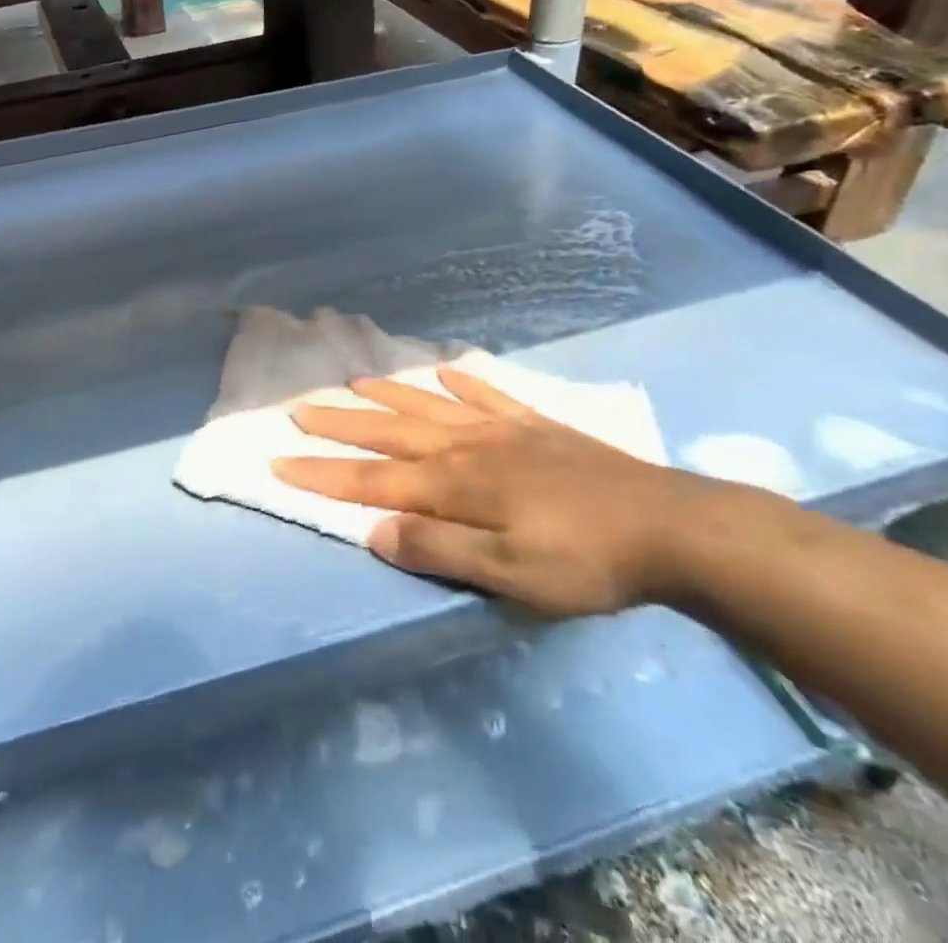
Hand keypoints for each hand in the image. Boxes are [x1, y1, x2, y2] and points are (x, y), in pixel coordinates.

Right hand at [274, 365, 731, 616]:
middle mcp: (467, 447)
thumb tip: (373, 529)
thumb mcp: (510, 575)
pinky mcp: (536, 426)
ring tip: (355, 381)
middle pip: (390, 433)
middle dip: (340, 424)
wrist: (670, 526)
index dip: (323, 473)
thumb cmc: (585, 561)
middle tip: (299, 406)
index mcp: (455, 485)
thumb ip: (438, 550)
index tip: (278, 459)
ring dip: (389, 395)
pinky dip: (462, 382)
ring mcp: (502, 430)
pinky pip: (488, 396)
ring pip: (430, 406)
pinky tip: (446, 371)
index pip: (373, 479)